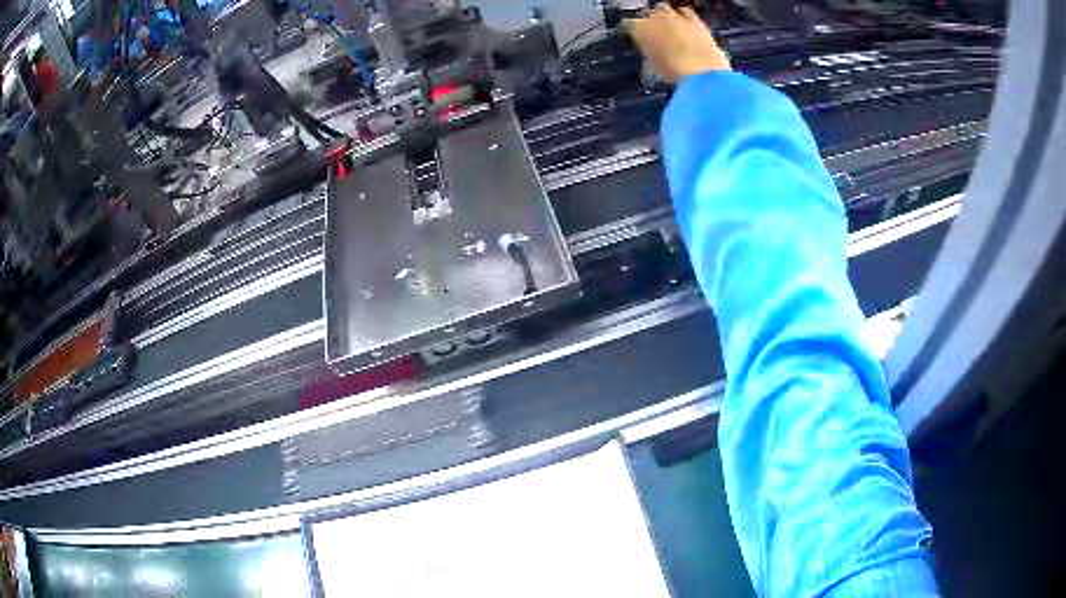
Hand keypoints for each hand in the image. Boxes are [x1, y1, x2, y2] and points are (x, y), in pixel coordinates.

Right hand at [626, 4, 730, 83]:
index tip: (640, 40)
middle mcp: (654, 18)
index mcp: (638, 29)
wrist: (701, 73)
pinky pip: (685, 10)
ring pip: (663, 7)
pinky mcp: (694, 20)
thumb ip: (648, 56)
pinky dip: (683, 15)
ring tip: (669, 27)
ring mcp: (674, 16)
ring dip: (664, 15)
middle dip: (651, 23)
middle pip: (647, 14)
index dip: (635, 33)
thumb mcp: (653, 68)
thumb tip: (650, 57)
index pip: (629, 25)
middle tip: (656, 34)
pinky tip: (685, 23)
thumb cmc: (674, 73)